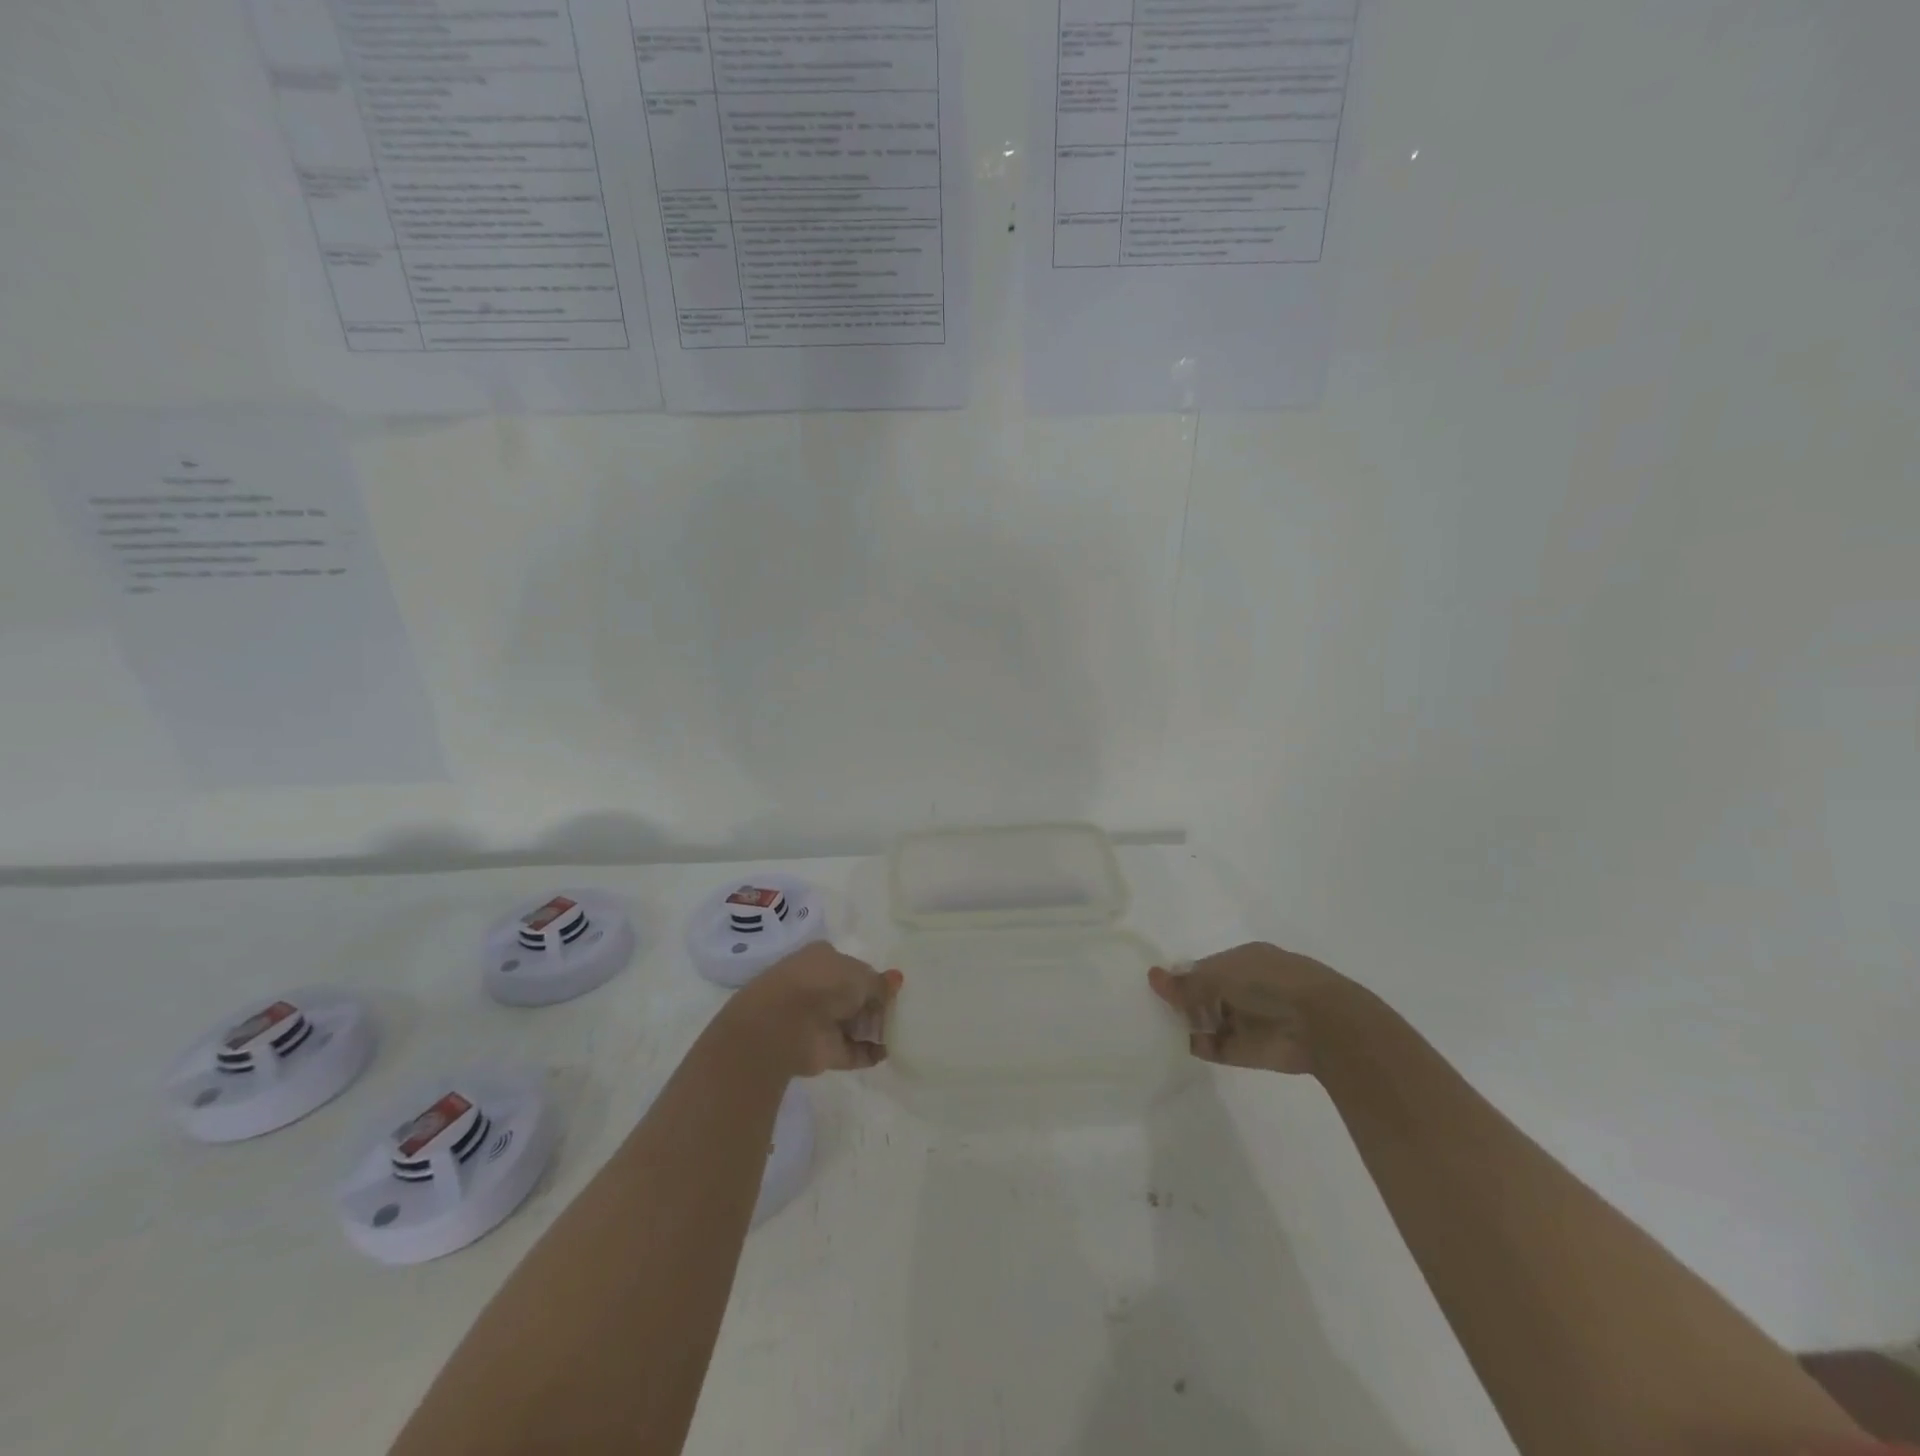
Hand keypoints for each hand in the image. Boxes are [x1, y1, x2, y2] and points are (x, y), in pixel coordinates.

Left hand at [721, 942, 902, 1076]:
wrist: (781, 1025)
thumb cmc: (822, 984)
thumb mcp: (860, 975)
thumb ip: (880, 983)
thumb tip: (897, 979)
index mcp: (823, 958)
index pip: (853, 967)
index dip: (873, 979)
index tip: (892, 991)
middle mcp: (819, 986)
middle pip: (853, 997)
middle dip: (875, 1006)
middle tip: (900, 1014)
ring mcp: (818, 1020)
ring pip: (852, 1023)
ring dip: (873, 1030)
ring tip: (899, 1033)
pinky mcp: (820, 1050)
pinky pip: (850, 1050)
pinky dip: (868, 1053)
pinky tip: (886, 1053)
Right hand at [1148, 942, 1353, 1074]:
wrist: (1321, 1024)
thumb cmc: (1269, 983)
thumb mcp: (1221, 976)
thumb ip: (1187, 983)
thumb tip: (1152, 976)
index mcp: (1245, 961)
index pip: (1206, 967)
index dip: (1183, 976)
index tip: (1158, 985)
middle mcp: (1247, 988)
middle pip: (1207, 995)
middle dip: (1184, 1001)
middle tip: (1152, 1006)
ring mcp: (1249, 1020)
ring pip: (1210, 1021)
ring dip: (1190, 1023)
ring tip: (1158, 1026)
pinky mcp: (1250, 1050)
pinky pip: (1218, 1047)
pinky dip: (1201, 1046)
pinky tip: (1180, 1043)